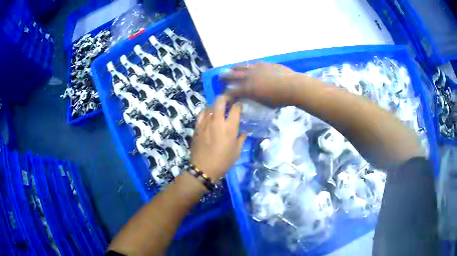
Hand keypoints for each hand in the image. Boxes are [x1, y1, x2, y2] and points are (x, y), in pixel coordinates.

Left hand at [190, 95, 246, 180]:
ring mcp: (205, 123)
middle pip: (220, 100)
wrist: (204, 168)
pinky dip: (206, 112)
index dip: (238, 105)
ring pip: (210, 106)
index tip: (239, 107)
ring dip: (216, 106)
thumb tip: (244, 132)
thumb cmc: (223, 161)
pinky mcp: (197, 127)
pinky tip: (208, 116)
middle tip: (229, 100)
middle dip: (226, 97)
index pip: (235, 108)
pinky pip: (201, 114)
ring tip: (218, 110)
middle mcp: (217, 121)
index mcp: (230, 127)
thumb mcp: (237, 151)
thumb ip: (241, 139)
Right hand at [220, 63, 296, 106]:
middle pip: (233, 75)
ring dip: (234, 68)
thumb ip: (254, 98)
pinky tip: (247, 65)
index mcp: (248, 88)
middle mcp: (249, 76)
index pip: (232, 91)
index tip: (223, 95)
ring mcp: (256, 68)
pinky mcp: (264, 64)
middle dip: (225, 77)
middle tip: (220, 77)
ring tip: (231, 69)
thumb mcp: (264, 103)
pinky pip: (252, 63)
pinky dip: (247, 65)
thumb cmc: (280, 99)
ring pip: (241, 66)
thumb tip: (249, 96)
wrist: (293, 86)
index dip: (226, 93)